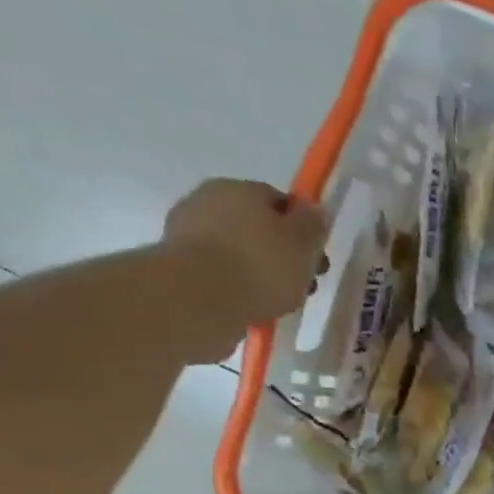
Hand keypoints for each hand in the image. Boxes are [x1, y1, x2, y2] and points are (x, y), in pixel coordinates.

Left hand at [160, 179, 329, 362]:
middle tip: (302, 285)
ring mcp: (188, 231)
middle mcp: (209, 200)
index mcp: (241, 188)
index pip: (280, 202)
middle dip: (282, 254)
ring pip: (238, 250)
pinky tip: (250, 305)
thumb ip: (313, 224)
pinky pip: (220, 271)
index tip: (315, 258)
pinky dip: (236, 284)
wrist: (199, 298)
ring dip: (259, 271)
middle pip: (258, 227)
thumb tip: (315, 209)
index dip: (302, 230)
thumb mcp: (303, 244)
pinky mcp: (177, 264)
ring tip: (278, 302)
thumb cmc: (260, 265)